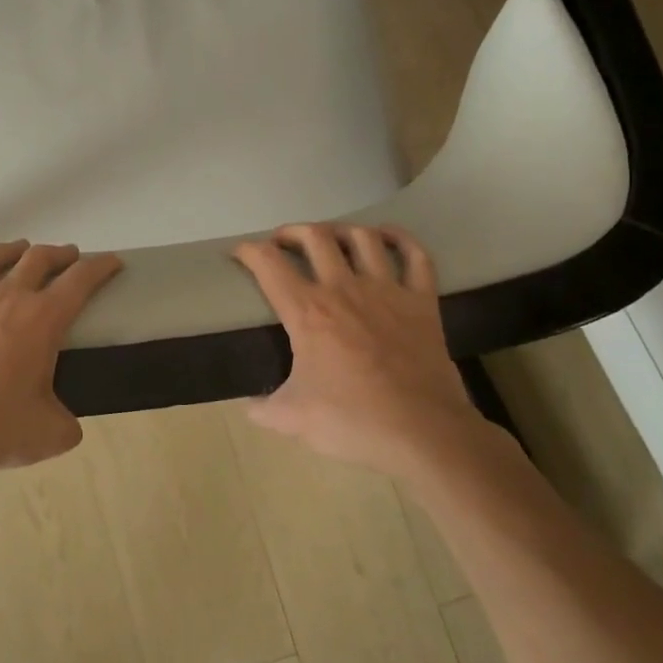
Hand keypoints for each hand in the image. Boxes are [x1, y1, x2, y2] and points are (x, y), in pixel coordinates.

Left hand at [0, 232, 122, 473]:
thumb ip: (66, 424)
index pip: (80, 281)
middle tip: (67, 256)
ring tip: (19, 248)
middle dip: (58, 254)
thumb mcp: (47, 435)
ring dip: (10, 249)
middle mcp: (7, 296)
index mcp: (42, 320)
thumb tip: (68, 423)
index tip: (111, 261)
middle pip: (38, 259)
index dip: (100, 268)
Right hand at [233, 223, 483, 473]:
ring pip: (362, 237)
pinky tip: (388, 237)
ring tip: (331, 239)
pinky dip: (401, 239)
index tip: (240, 253)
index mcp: (307, 312)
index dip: (248, 251)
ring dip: (341, 230)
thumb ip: (263, 409)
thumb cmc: (353, 421)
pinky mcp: (422, 301)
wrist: (423, 432)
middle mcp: (344, 288)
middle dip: (292, 232)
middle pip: (314, 236)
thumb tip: (249, 407)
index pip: (268, 264)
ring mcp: (387, 290)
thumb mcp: (293, 420)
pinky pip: (415, 256)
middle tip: (283, 243)